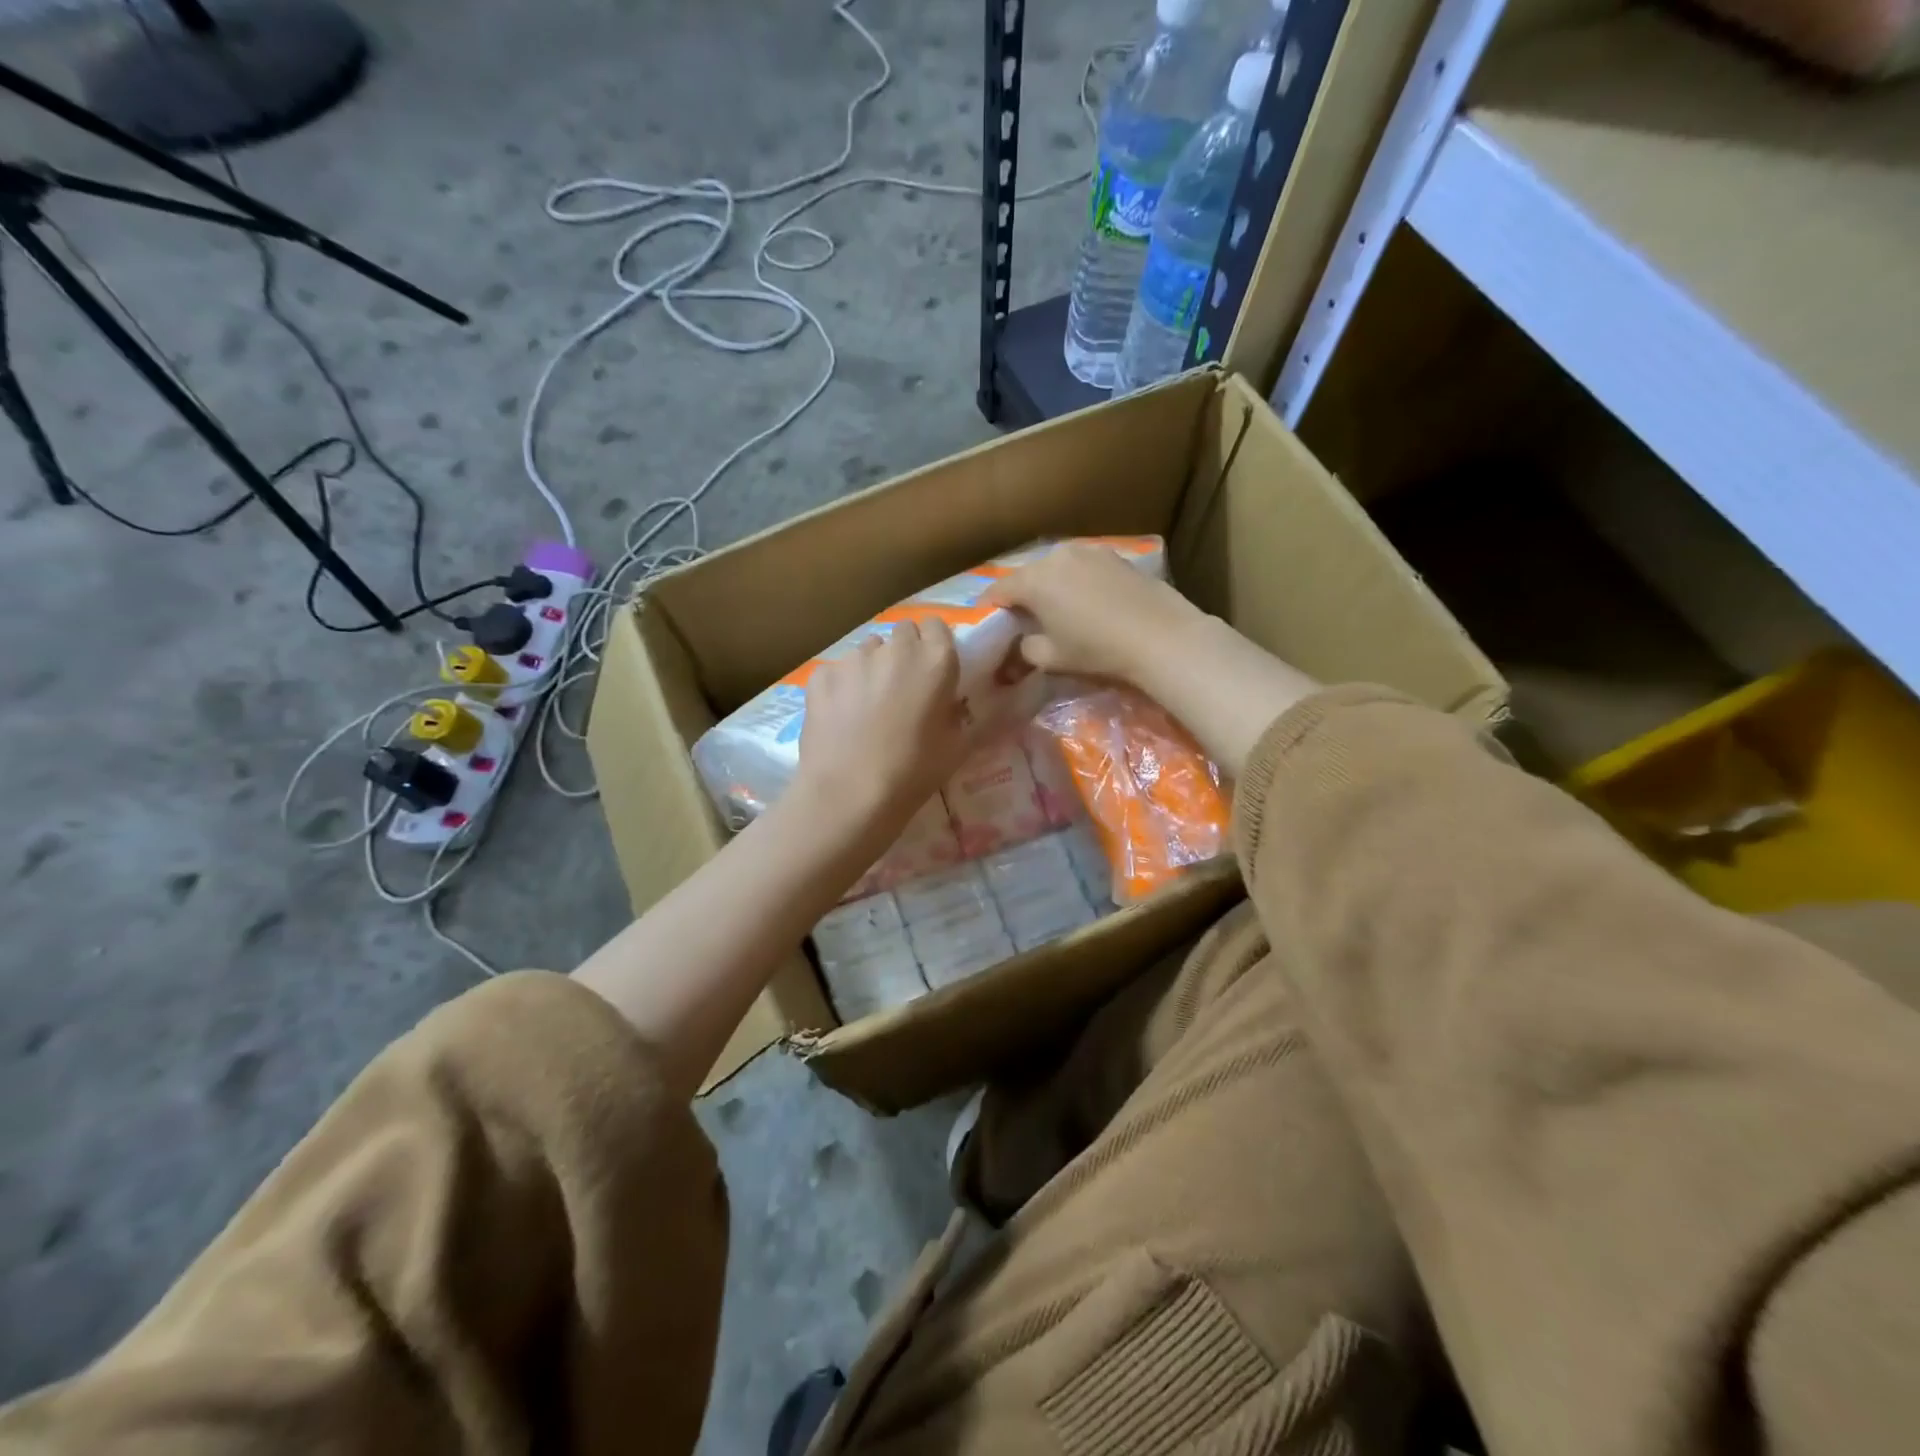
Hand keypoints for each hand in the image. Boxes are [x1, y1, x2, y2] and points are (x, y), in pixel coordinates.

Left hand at [797, 618, 971, 834]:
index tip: (932, 669)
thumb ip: (958, 714)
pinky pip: (836, 671)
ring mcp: (854, 659)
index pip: (937, 626)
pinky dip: (840, 687)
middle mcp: (895, 649)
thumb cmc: (913, 773)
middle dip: (904, 652)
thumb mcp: (957, 747)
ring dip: (872, 668)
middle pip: (902, 632)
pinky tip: (839, 717)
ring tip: (866, 706)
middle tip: (902, 687)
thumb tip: (952, 704)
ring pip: (867, 651)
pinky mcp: (821, 674)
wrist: (849, 794)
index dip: (934, 645)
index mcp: (936, 661)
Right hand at [985, 543, 1199, 683]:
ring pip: (1057, 568)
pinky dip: (1078, 581)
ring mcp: (1089, 550)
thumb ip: (1026, 648)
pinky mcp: (1115, 555)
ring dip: (1052, 585)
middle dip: (1023, 595)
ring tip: (1059, 608)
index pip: (998, 590)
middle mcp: (1056, 556)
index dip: (991, 608)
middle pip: (1028, 575)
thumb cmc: (1097, 649)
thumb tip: (1024, 641)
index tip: (991, 622)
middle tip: (1025, 619)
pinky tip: (1089, 601)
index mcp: (1033, 580)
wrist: (1160, 636)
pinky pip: (1084, 567)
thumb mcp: (1051, 658)